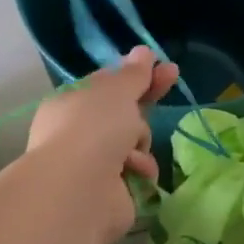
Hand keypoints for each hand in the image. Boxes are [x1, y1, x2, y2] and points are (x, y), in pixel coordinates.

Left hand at [25, 47, 180, 243]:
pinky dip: (139, 169)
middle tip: (172, 78)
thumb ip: (134, 73)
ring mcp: (93, 163)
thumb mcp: (116, 90)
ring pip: (133, 142)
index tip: (163, 66)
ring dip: (140, 142)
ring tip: (132, 149)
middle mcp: (78, 132)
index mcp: (70, 103)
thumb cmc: (93, 128)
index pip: (106, 84)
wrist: (80, 189)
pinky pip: (136, 171)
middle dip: (145, 102)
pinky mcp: (110, 191)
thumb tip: (143, 51)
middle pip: (122, 112)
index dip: (134, 74)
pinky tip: (134, 171)